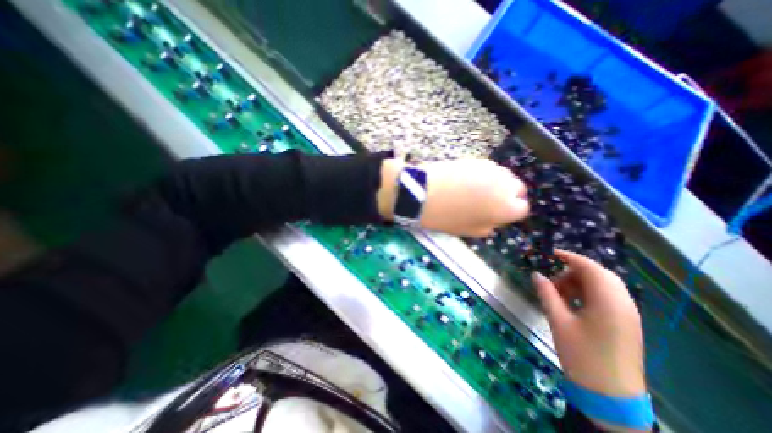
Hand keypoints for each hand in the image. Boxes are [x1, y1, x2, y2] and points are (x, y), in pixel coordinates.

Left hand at [378, 158, 528, 236]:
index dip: (509, 212)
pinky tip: (469, 180)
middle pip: (518, 189)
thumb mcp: (468, 231)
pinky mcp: (479, 159)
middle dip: (508, 196)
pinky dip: (486, 175)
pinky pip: (490, 169)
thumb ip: (488, 227)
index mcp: (506, 208)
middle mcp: (506, 186)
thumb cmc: (446, 217)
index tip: (497, 214)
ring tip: (478, 190)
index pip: (521, 209)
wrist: (424, 193)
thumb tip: (494, 222)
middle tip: (489, 202)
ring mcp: (493, 169)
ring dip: (498, 184)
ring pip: (505, 177)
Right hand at [532, 248, 646, 403]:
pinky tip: (573, 304)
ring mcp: (628, 314)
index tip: (549, 254)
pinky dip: (588, 293)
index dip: (569, 257)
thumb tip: (536, 274)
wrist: (611, 396)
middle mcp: (624, 303)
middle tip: (552, 281)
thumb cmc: (582, 355)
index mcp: (609, 302)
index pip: (590, 267)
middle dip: (573, 271)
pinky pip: (607, 297)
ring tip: (559, 294)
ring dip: (580, 283)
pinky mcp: (627, 322)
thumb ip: (547, 294)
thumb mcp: (558, 321)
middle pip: (599, 274)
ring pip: (603, 285)